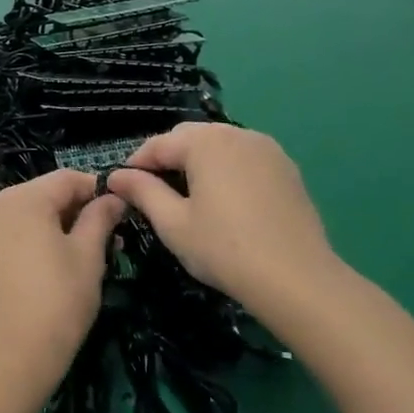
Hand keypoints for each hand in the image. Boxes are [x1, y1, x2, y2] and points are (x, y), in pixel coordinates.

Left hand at [0, 170, 123, 390]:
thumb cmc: (57, 300)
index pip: (67, 179)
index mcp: (22, 198)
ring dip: (57, 227)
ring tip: (86, 255)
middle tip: (109, 239)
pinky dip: (33, 241)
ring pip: (27, 215)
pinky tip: (53, 266)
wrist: (10, 356)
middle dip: (77, 211)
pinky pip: (10, 234)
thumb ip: (100, 218)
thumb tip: (113, 198)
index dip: (98, 190)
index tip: (122, 211)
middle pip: (44, 195)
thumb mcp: (88, 256)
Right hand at [107, 124, 341, 309]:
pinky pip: (245, 158)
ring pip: (219, 145)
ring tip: (189, 196)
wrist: (297, 279)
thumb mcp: (172, 223)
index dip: (136, 164)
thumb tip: (116, 176)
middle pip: (189, 137)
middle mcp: (236, 134)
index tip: (122, 188)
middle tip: (154, 193)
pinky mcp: (286, 168)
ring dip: (198, 162)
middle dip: (168, 158)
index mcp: (205, 142)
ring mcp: (267, 149)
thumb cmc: (224, 249)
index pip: (158, 144)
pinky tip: (225, 201)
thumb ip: (142, 192)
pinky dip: (227, 170)